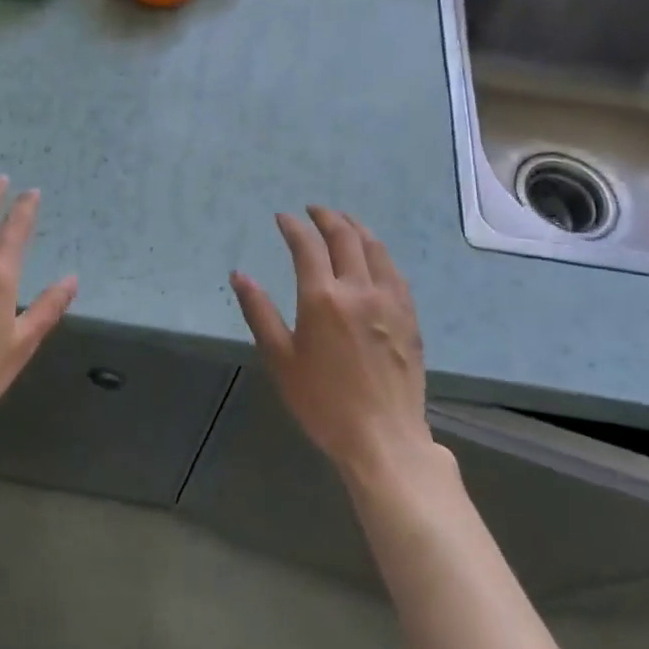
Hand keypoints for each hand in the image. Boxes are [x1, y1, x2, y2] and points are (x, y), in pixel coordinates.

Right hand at [231, 207, 437, 484]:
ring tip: (343, 221)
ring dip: (356, 227)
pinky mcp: (409, 316)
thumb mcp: (280, 359)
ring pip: (375, 248)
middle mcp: (359, 289)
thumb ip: (259, 312)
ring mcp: (389, 301)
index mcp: (323, 298)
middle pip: (345, 237)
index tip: (283, 217)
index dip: (293, 226)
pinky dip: (379, 253)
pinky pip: (394, 271)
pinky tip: (373, 256)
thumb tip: (239, 275)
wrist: (383, 437)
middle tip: (313, 210)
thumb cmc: (323, 402)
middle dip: (327, 217)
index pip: (307, 246)